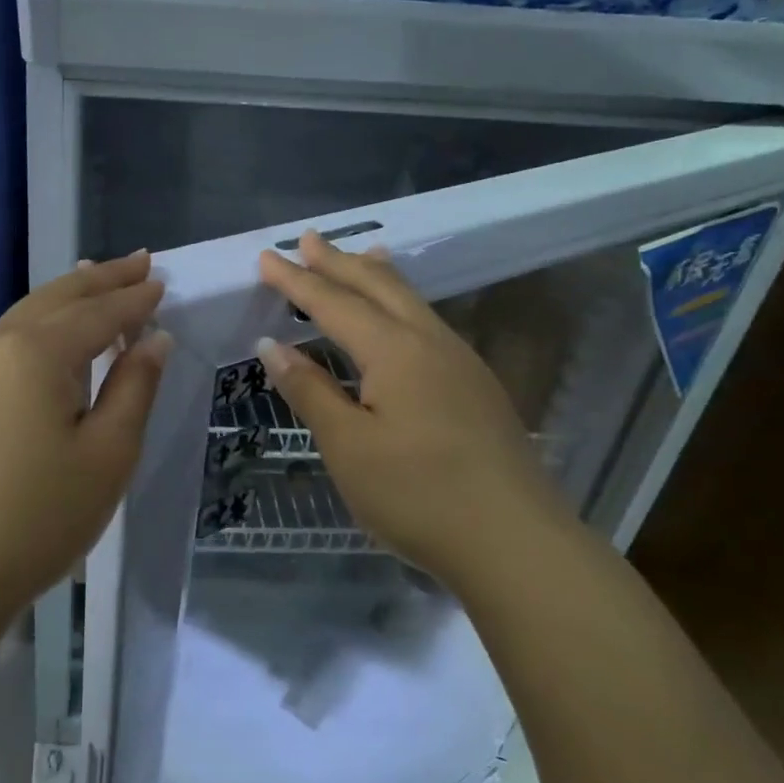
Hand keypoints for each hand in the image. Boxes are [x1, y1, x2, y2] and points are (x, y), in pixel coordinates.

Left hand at [0, 251, 170, 624]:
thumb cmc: (38, 517)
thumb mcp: (108, 454)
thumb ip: (134, 387)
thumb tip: (153, 339)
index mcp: (36, 351)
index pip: (99, 312)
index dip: (135, 298)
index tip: (163, 281)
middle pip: (59, 296)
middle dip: (102, 277)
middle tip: (141, 261)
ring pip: (30, 312)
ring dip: (71, 295)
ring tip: (100, 277)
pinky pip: (10, 336)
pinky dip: (44, 321)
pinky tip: (56, 327)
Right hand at [256, 232, 571, 580]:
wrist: (517, 543)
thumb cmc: (418, 495)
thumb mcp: (349, 446)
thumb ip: (311, 391)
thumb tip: (273, 346)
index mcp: (394, 350)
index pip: (334, 303)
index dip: (297, 280)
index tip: (266, 256)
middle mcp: (430, 342)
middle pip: (378, 287)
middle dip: (338, 262)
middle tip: (307, 239)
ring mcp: (461, 362)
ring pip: (411, 301)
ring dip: (377, 276)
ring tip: (361, 255)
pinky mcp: (478, 386)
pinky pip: (429, 322)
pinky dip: (403, 303)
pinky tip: (403, 317)